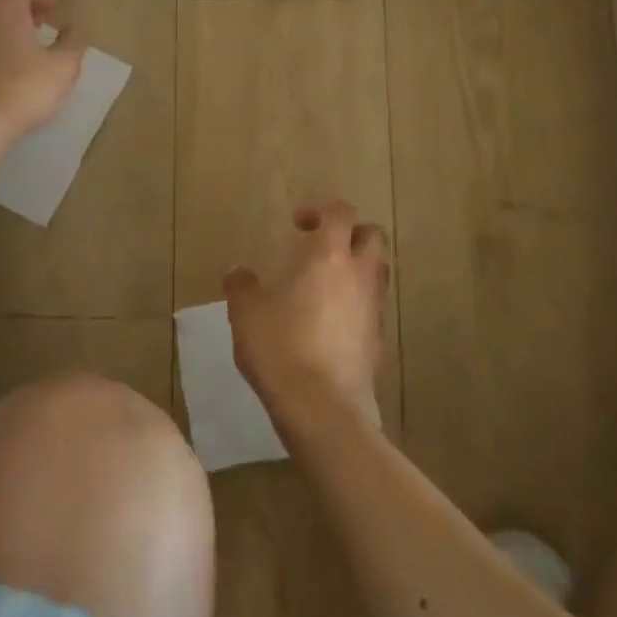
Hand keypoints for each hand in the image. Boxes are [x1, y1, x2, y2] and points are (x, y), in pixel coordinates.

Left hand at [0, 0, 82, 144]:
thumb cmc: (22, 91)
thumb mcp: (63, 68)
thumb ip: (73, 43)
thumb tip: (74, 28)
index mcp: (4, 8)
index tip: (58, 9)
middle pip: (1, 0)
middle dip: (23, 8)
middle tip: (42, 24)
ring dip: (5, 29)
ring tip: (25, 49)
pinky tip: (4, 71)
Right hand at [223, 198, 390, 426]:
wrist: (321, 407)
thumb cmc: (281, 347)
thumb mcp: (246, 313)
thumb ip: (242, 286)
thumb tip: (237, 271)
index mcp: (330, 258)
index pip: (341, 213)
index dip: (321, 209)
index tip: (298, 222)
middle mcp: (360, 276)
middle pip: (373, 237)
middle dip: (351, 233)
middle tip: (321, 245)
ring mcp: (374, 310)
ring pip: (378, 272)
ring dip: (357, 267)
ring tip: (325, 283)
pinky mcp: (379, 341)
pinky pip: (372, 308)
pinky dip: (356, 303)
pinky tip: (330, 322)